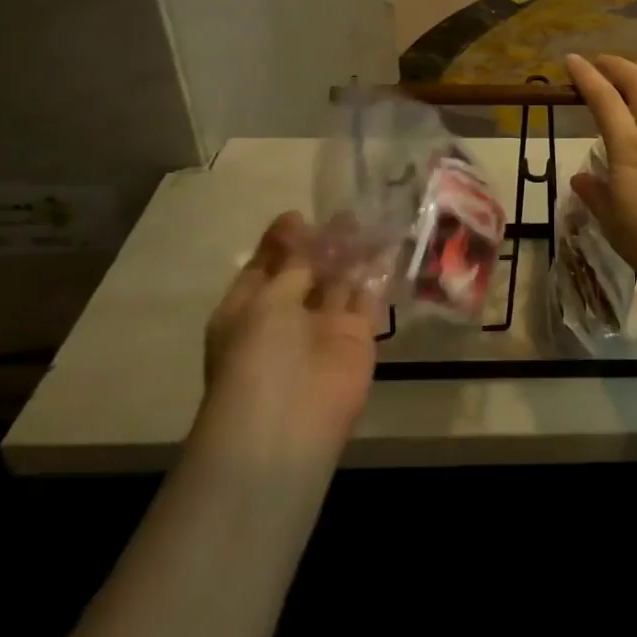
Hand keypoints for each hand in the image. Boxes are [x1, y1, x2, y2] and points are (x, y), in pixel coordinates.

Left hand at [196, 212, 375, 465]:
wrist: (288, 423)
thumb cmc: (258, 355)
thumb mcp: (265, 300)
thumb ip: (292, 264)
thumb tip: (299, 226)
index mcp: (249, 309)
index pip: (266, 267)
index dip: (282, 241)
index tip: (300, 215)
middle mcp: (285, 316)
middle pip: (306, 272)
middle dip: (322, 244)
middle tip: (344, 213)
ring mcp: (323, 327)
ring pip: (340, 282)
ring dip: (351, 254)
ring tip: (369, 219)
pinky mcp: (358, 337)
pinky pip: (368, 298)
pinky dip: (377, 273)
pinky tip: (388, 243)